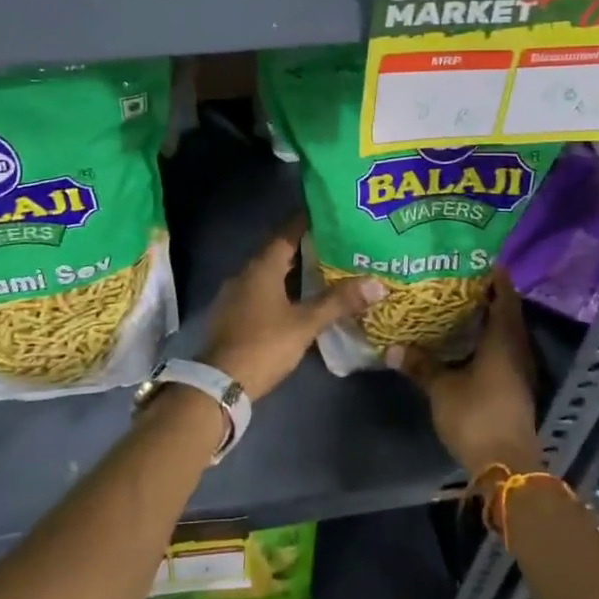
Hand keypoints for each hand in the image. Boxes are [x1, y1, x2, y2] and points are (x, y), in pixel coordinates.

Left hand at [203, 216, 384, 402]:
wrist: (220, 384)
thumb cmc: (264, 345)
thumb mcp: (305, 323)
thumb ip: (338, 302)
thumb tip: (377, 283)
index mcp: (261, 267)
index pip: (287, 233)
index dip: (307, 222)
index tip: (330, 214)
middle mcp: (245, 274)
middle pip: (278, 253)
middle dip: (305, 248)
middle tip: (336, 245)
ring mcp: (235, 295)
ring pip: (269, 274)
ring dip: (293, 271)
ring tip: (324, 271)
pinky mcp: (233, 315)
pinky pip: (261, 292)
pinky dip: (281, 290)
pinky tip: (298, 300)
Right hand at [394, 269, 542, 476]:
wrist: (507, 466)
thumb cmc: (476, 416)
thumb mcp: (441, 389)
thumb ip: (420, 365)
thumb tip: (393, 347)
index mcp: (504, 338)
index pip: (504, 295)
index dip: (493, 275)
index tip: (474, 259)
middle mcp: (517, 348)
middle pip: (506, 312)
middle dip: (485, 295)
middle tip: (456, 280)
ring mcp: (519, 370)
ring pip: (505, 333)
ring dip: (486, 319)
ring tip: (456, 306)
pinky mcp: (515, 387)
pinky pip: (502, 351)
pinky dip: (486, 341)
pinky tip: (464, 342)